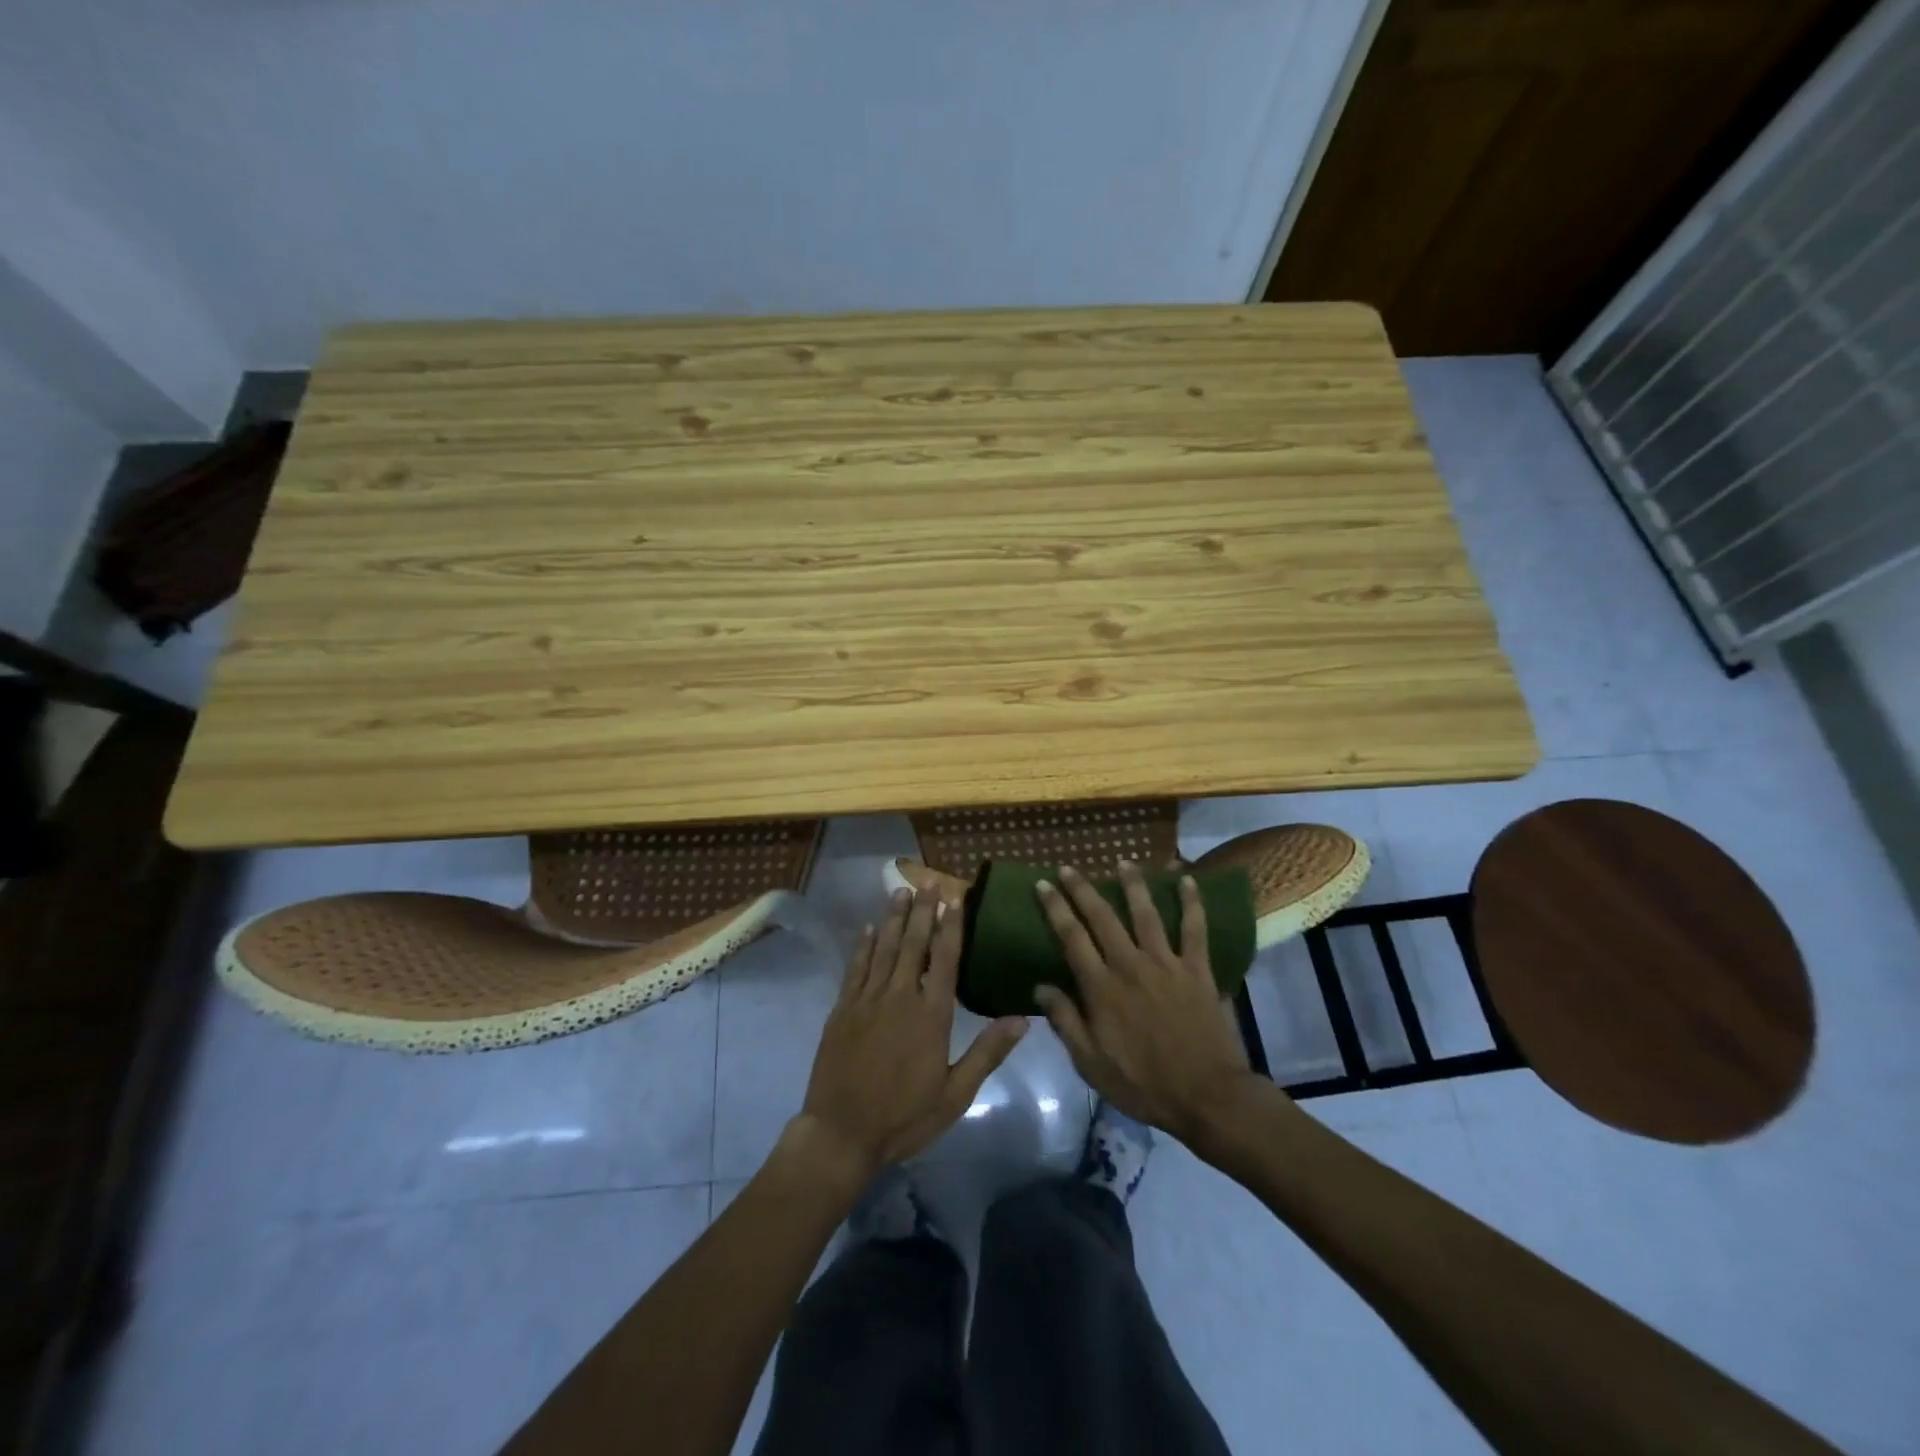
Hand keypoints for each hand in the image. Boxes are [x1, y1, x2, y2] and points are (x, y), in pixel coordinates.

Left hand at [797, 886, 1026, 1183]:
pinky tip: (868, 929)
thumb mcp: (955, 1094)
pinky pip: (855, 968)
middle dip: (922, 911)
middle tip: (928, 881)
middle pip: (913, 944)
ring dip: (894, 918)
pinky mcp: (842, 1009)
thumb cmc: (904, 1117)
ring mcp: (867, 1000)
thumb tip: (1022, 1018)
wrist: (841, 1134)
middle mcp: (899, 997)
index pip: (944, 959)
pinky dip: (863, 946)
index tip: (955, 898)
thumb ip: (987, 1053)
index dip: (951, 927)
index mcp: (931, 1016)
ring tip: (901, 891)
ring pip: (884, 949)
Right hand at [1033, 862, 1256, 1146]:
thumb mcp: (1091, 1064)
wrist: (1206, 1096)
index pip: (1071, 938)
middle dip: (1083, 889)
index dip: (1055, 908)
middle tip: (1069, 867)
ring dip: (1133, 885)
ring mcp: (1167, 964)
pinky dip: (1192, 903)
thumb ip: (1066, 1022)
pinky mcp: (1197, 970)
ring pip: (1146, 914)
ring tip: (1124, 862)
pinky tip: (1188, 881)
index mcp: (1101, 988)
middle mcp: (1130, 965)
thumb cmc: (1143, 1085)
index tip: (1043, 884)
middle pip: (1103, 917)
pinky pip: (1195, 930)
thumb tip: (1040, 987)